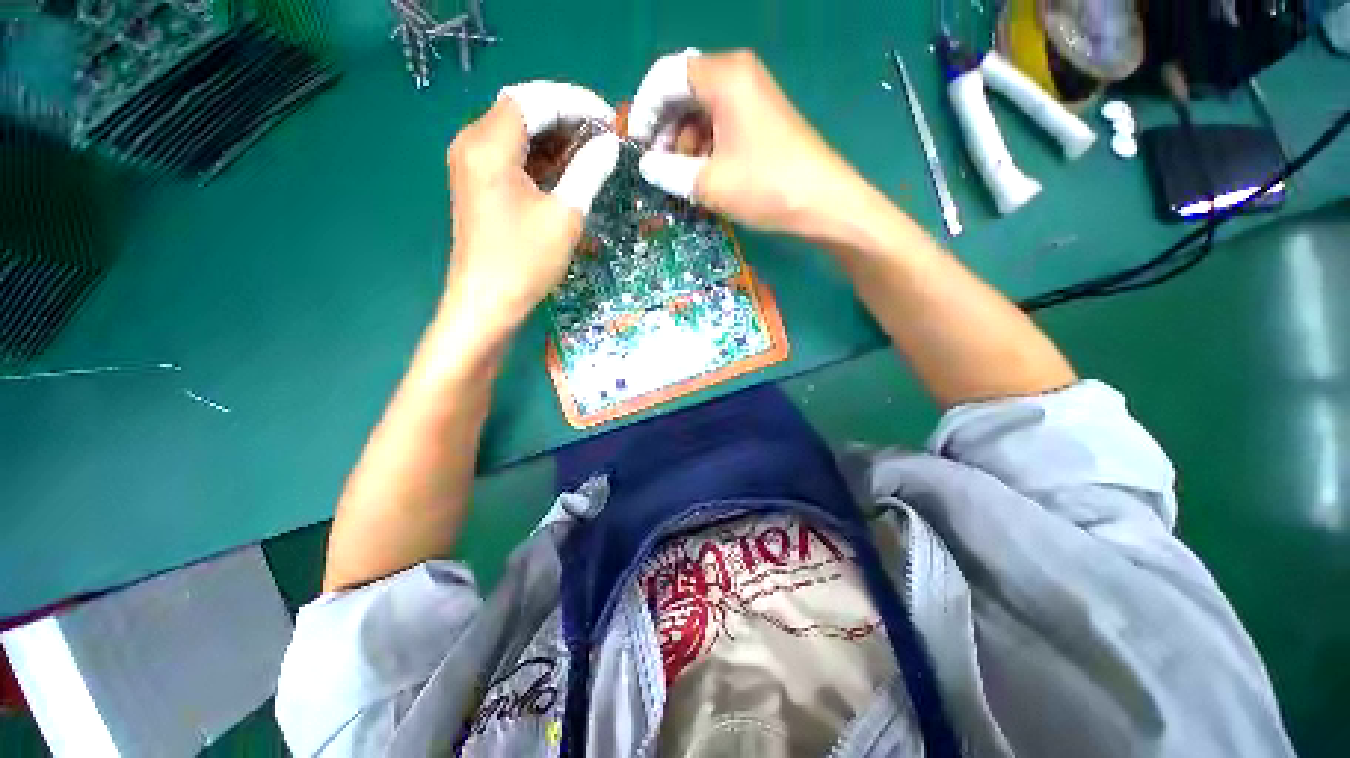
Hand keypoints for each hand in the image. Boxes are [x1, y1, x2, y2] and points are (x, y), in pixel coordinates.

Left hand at [443, 81, 619, 336]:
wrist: (487, 302)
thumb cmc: (525, 262)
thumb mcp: (565, 217)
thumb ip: (588, 173)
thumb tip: (609, 145)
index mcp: (489, 146)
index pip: (534, 100)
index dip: (575, 103)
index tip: (609, 119)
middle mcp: (473, 143)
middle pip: (523, 110)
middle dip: (566, 117)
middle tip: (604, 135)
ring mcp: (471, 163)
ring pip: (517, 132)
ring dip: (555, 137)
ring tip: (592, 150)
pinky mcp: (477, 183)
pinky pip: (511, 154)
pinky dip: (540, 156)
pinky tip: (567, 167)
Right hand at [628, 50, 870, 240]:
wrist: (823, 202)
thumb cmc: (765, 186)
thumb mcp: (708, 183)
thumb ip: (668, 171)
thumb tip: (647, 165)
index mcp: (724, 76)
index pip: (666, 76)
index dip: (644, 109)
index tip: (637, 145)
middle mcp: (738, 76)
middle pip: (684, 91)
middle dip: (665, 128)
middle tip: (658, 166)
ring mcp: (753, 97)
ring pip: (702, 110)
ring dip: (685, 142)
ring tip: (682, 176)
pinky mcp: (761, 120)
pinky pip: (721, 124)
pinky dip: (705, 147)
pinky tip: (704, 174)